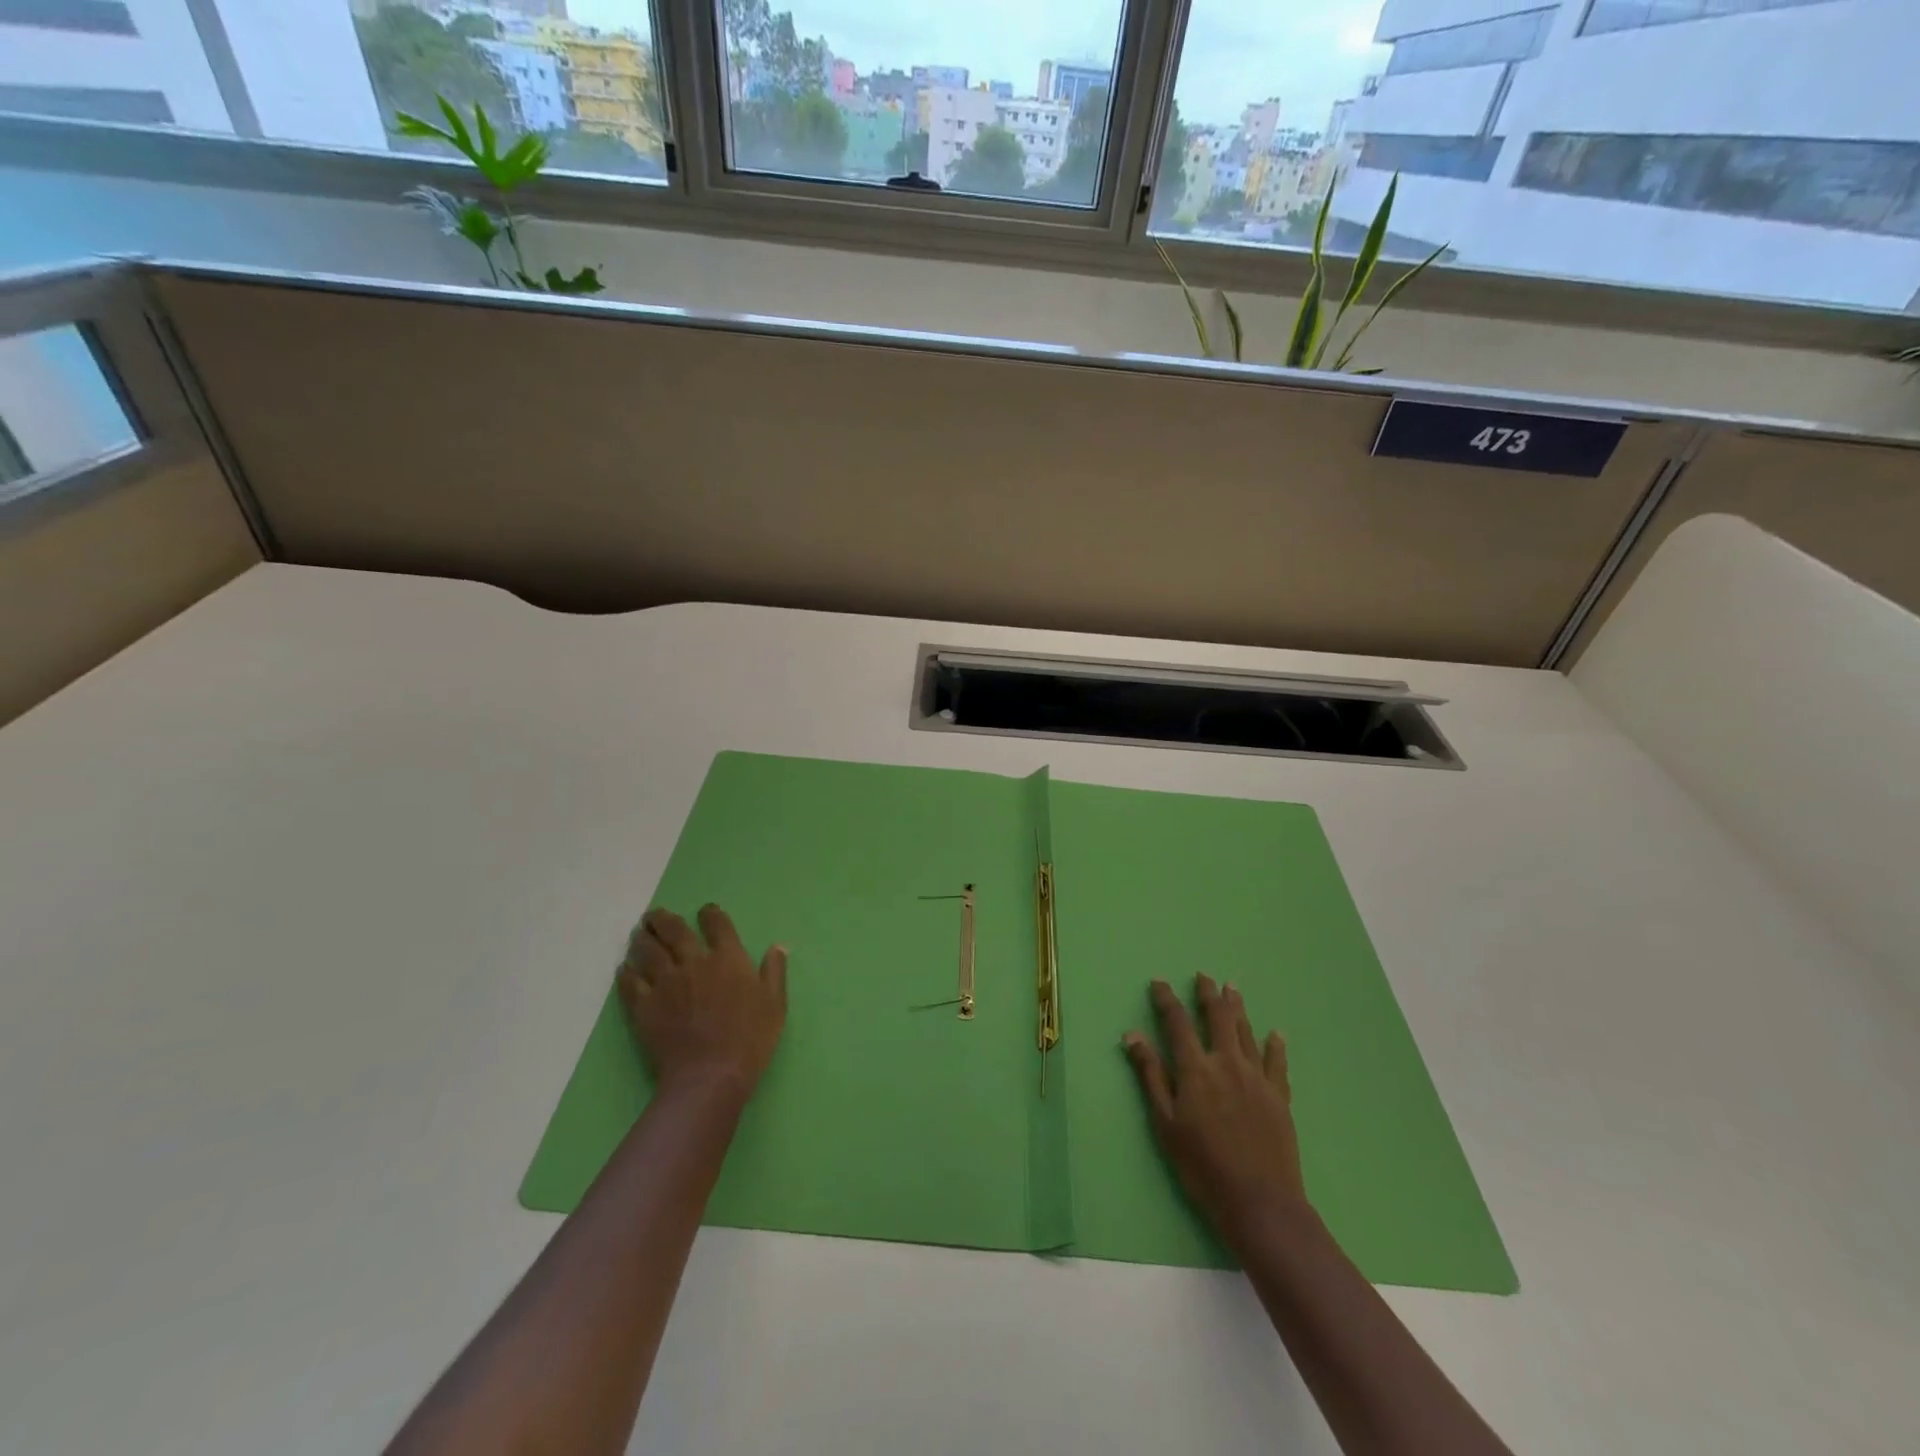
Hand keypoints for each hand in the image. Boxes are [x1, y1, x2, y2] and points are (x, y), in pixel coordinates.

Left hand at [618, 904, 787, 1103]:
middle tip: (654, 914)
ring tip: (638, 934)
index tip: (705, 911)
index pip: (717, 924)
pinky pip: (630, 983)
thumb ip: (774, 971)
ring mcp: (665, 983)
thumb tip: (778, 946)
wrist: (710, 1075)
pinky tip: (625, 968)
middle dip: (663, 919)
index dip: (710, 914)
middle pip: (674, 931)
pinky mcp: (644, 1006)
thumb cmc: (750, 1039)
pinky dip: (627, 972)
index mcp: (728, 958)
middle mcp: (694, 962)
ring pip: (648, 951)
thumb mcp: (775, 1004)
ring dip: (642, 939)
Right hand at [1123, 975, 1309, 1253]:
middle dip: (1208, 995)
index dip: (1167, 1000)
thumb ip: (1151, 1075)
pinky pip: (1277, 1063)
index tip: (1159, 982)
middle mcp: (1227, 1063)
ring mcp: (1257, 1078)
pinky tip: (1276, 1034)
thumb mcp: (1165, 1123)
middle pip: (1217, 1018)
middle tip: (1204, 976)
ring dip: (1237, 1008)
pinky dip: (1275, 1045)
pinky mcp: (1279, 1097)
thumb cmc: (1202, 1165)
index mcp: (1196, 1069)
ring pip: (1246, 1033)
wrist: (1260, 1202)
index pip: (1177, 1023)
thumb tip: (1132, 1035)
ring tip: (1232, 988)